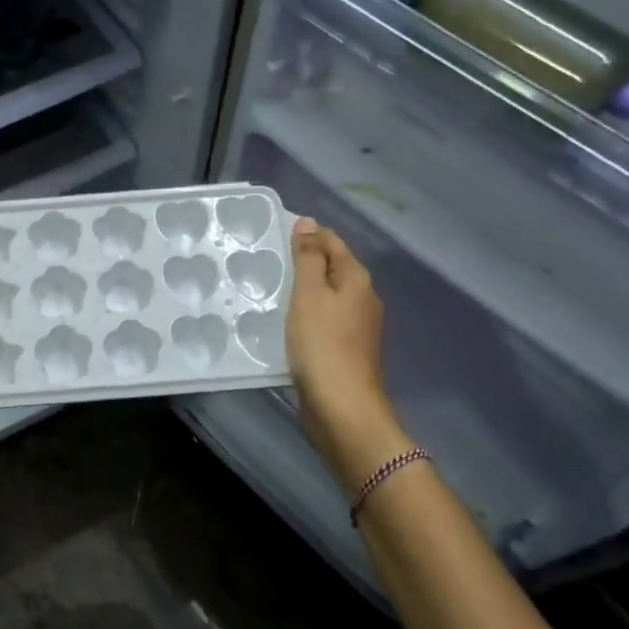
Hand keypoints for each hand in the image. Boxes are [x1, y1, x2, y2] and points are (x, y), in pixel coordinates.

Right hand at [286, 218, 402, 480]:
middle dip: (303, 260)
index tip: (273, 233)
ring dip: (302, 289)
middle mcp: (362, 298)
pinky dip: (305, 313)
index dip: (306, 234)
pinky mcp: (345, 348)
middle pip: (331, 267)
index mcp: (356, 279)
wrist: (341, 405)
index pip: (331, 241)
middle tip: (266, 259)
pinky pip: (323, 319)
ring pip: (326, 295)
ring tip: (269, 287)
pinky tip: (284, 321)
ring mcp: (356, 325)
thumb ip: (308, 258)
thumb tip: (308, 222)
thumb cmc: (322, 344)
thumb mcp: (309, 295)